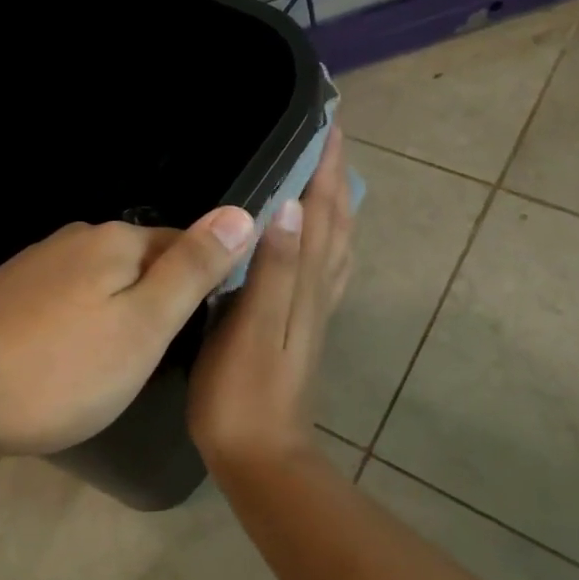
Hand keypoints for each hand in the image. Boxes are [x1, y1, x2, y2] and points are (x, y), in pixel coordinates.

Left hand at [0, 206, 256, 456]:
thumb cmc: (59, 367)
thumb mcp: (144, 325)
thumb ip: (193, 269)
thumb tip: (242, 211)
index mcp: (116, 240)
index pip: (185, 245)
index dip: (202, 286)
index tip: (202, 332)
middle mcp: (76, 239)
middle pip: (141, 263)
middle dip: (157, 302)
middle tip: (157, 359)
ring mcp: (36, 264)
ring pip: (102, 284)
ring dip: (118, 315)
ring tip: (115, 366)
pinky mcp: (8, 293)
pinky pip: (66, 300)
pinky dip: (79, 325)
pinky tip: (68, 360)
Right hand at [189, 127, 354, 477]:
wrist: (263, 457)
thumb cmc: (243, 394)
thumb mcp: (251, 329)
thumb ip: (272, 269)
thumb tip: (287, 206)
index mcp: (303, 283)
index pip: (320, 211)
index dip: (325, 167)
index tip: (328, 122)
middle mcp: (317, 289)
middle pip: (335, 221)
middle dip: (334, 175)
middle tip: (328, 135)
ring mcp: (313, 309)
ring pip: (335, 243)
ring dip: (335, 203)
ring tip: (327, 174)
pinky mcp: (302, 326)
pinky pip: (325, 267)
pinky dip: (328, 239)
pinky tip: (316, 239)